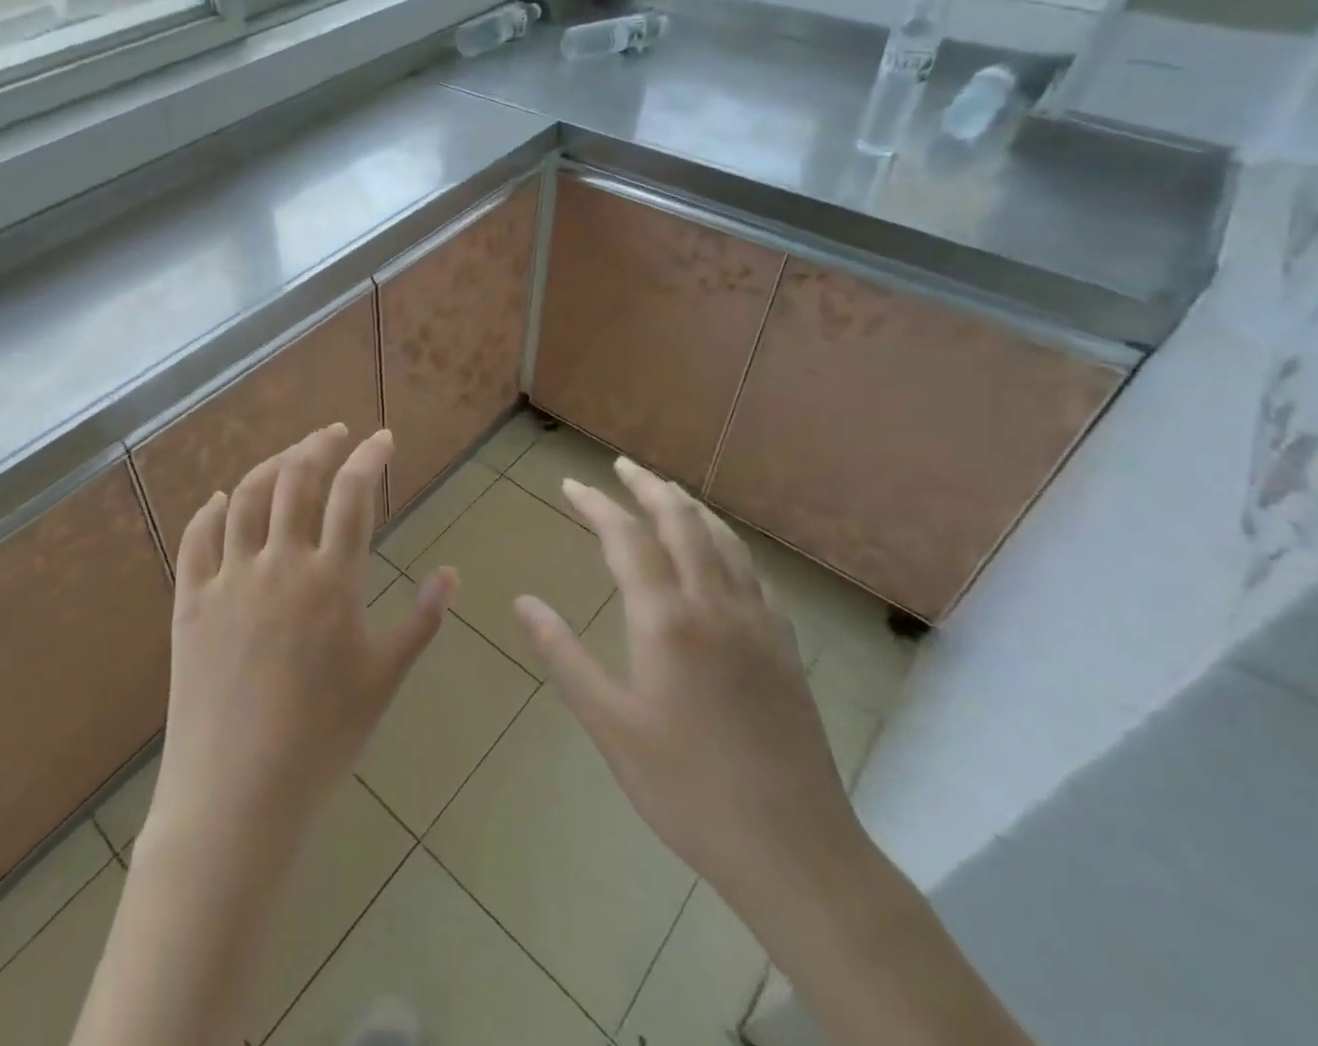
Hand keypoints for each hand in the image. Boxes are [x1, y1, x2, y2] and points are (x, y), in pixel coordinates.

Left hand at [147, 424, 455, 855]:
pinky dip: (209, 511)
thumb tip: (451, 574)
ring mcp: (228, 579)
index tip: (383, 439)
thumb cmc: (323, 740)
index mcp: (331, 580)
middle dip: (318, 445)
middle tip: (335, 434)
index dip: (370, 456)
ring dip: (269, 466)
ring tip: (288, 457)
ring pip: (244, 498)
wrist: (237, 796)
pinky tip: (219, 501)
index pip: (353, 494)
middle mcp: (278, 564)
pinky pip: (196, 540)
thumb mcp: (384, 678)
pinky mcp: (190, 602)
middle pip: (295, 479)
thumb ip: (422, 620)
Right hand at [511, 457, 862, 909]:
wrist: (794, 850)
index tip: (571, 484)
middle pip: (682, 523)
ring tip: (667, 492)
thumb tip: (523, 601)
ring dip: (691, 508)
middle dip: (649, 487)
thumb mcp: (610, 725)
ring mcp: (758, 623)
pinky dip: (727, 544)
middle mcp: (715, 605)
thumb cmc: (687, 788)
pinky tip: (720, 556)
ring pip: (724, 541)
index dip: (597, 505)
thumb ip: (564, 656)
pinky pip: (752, 573)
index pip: (627, 539)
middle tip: (622, 466)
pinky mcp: (784, 647)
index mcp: (668, 620)